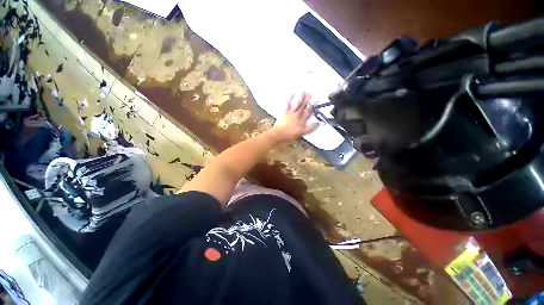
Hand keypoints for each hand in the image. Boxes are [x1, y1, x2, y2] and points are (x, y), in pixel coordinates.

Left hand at [269, 91, 319, 140]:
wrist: (279, 134)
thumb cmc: (290, 135)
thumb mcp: (302, 133)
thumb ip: (310, 128)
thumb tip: (317, 123)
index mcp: (302, 120)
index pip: (309, 111)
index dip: (314, 105)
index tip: (318, 98)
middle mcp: (297, 115)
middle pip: (304, 106)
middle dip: (308, 98)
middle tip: (311, 91)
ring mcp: (291, 113)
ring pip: (297, 103)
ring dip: (301, 97)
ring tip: (304, 90)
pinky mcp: (284, 113)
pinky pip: (287, 104)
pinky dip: (289, 99)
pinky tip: (291, 94)